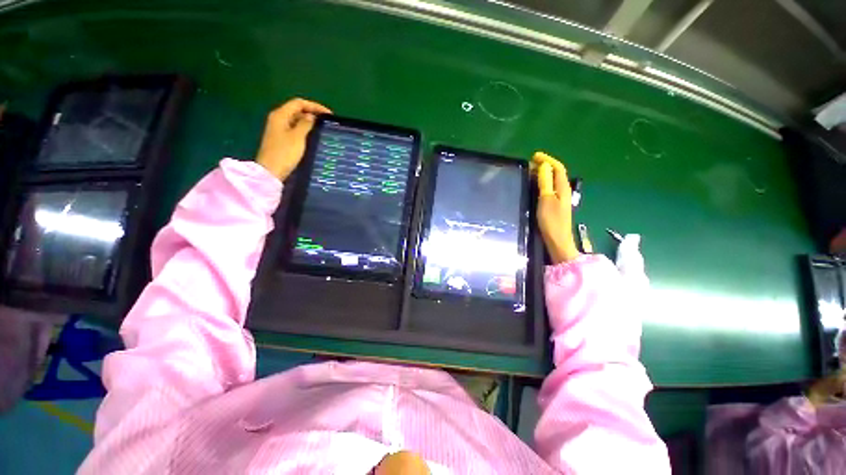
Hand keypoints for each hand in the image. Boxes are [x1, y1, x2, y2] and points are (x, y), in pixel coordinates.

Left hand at [256, 98, 331, 180]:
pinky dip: (304, 130)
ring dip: (308, 122)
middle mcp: (278, 119)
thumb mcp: (298, 137)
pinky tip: (312, 136)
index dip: (314, 106)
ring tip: (322, 128)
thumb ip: (305, 124)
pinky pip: (294, 129)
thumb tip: (311, 116)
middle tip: (327, 122)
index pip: (298, 103)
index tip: (329, 115)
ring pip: (296, 120)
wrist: (271, 171)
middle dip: (312, 113)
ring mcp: (278, 129)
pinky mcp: (281, 139)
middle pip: (296, 110)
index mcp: (280, 115)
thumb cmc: (285, 153)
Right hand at [533, 151, 579, 263]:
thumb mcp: (546, 199)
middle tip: (530, 163)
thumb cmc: (551, 220)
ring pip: (552, 181)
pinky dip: (542, 183)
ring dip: (543, 174)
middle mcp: (563, 191)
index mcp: (563, 187)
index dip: (547, 160)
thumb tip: (544, 166)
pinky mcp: (555, 205)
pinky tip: (535, 186)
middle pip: (556, 173)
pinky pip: (549, 188)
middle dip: (545, 165)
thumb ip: (545, 182)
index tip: (534, 156)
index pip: (558, 168)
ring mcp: (560, 199)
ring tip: (530, 172)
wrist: (557, 241)